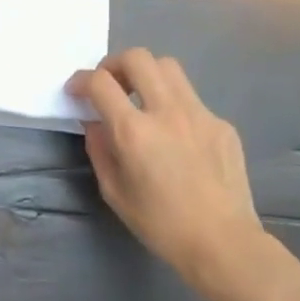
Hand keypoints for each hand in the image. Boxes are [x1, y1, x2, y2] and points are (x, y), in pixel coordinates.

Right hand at [67, 49, 265, 297]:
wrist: (223, 243)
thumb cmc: (162, 225)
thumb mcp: (115, 193)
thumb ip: (100, 150)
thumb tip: (95, 122)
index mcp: (135, 131)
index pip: (100, 83)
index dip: (81, 80)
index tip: (76, 90)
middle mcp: (167, 111)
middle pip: (137, 57)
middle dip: (115, 64)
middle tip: (110, 85)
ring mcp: (199, 113)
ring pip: (168, 67)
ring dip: (147, 74)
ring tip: (141, 98)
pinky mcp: (221, 123)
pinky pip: (191, 99)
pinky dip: (174, 105)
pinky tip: (176, 136)